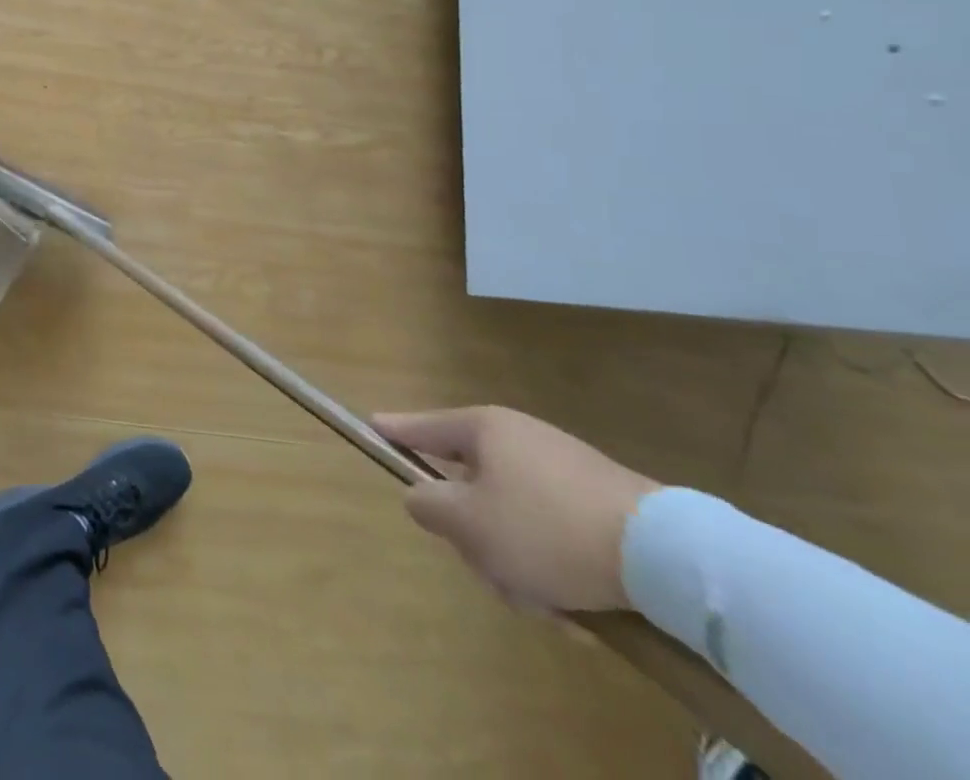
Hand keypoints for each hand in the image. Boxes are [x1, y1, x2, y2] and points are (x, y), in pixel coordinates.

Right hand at [373, 407, 660, 611]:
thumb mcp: (470, 523)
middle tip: (493, 576)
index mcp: (483, 430)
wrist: (668, 558)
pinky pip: (551, 536)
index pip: (422, 426)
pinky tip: (576, 613)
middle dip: (477, 541)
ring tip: (547, 607)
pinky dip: (554, 573)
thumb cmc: (547, 528)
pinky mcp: (598, 507)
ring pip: (510, 520)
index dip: (393, 431)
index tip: (370, 426)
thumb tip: (422, 498)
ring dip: (517, 567)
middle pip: (469, 487)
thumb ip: (427, 506)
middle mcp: (518, 440)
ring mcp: (562, 471)